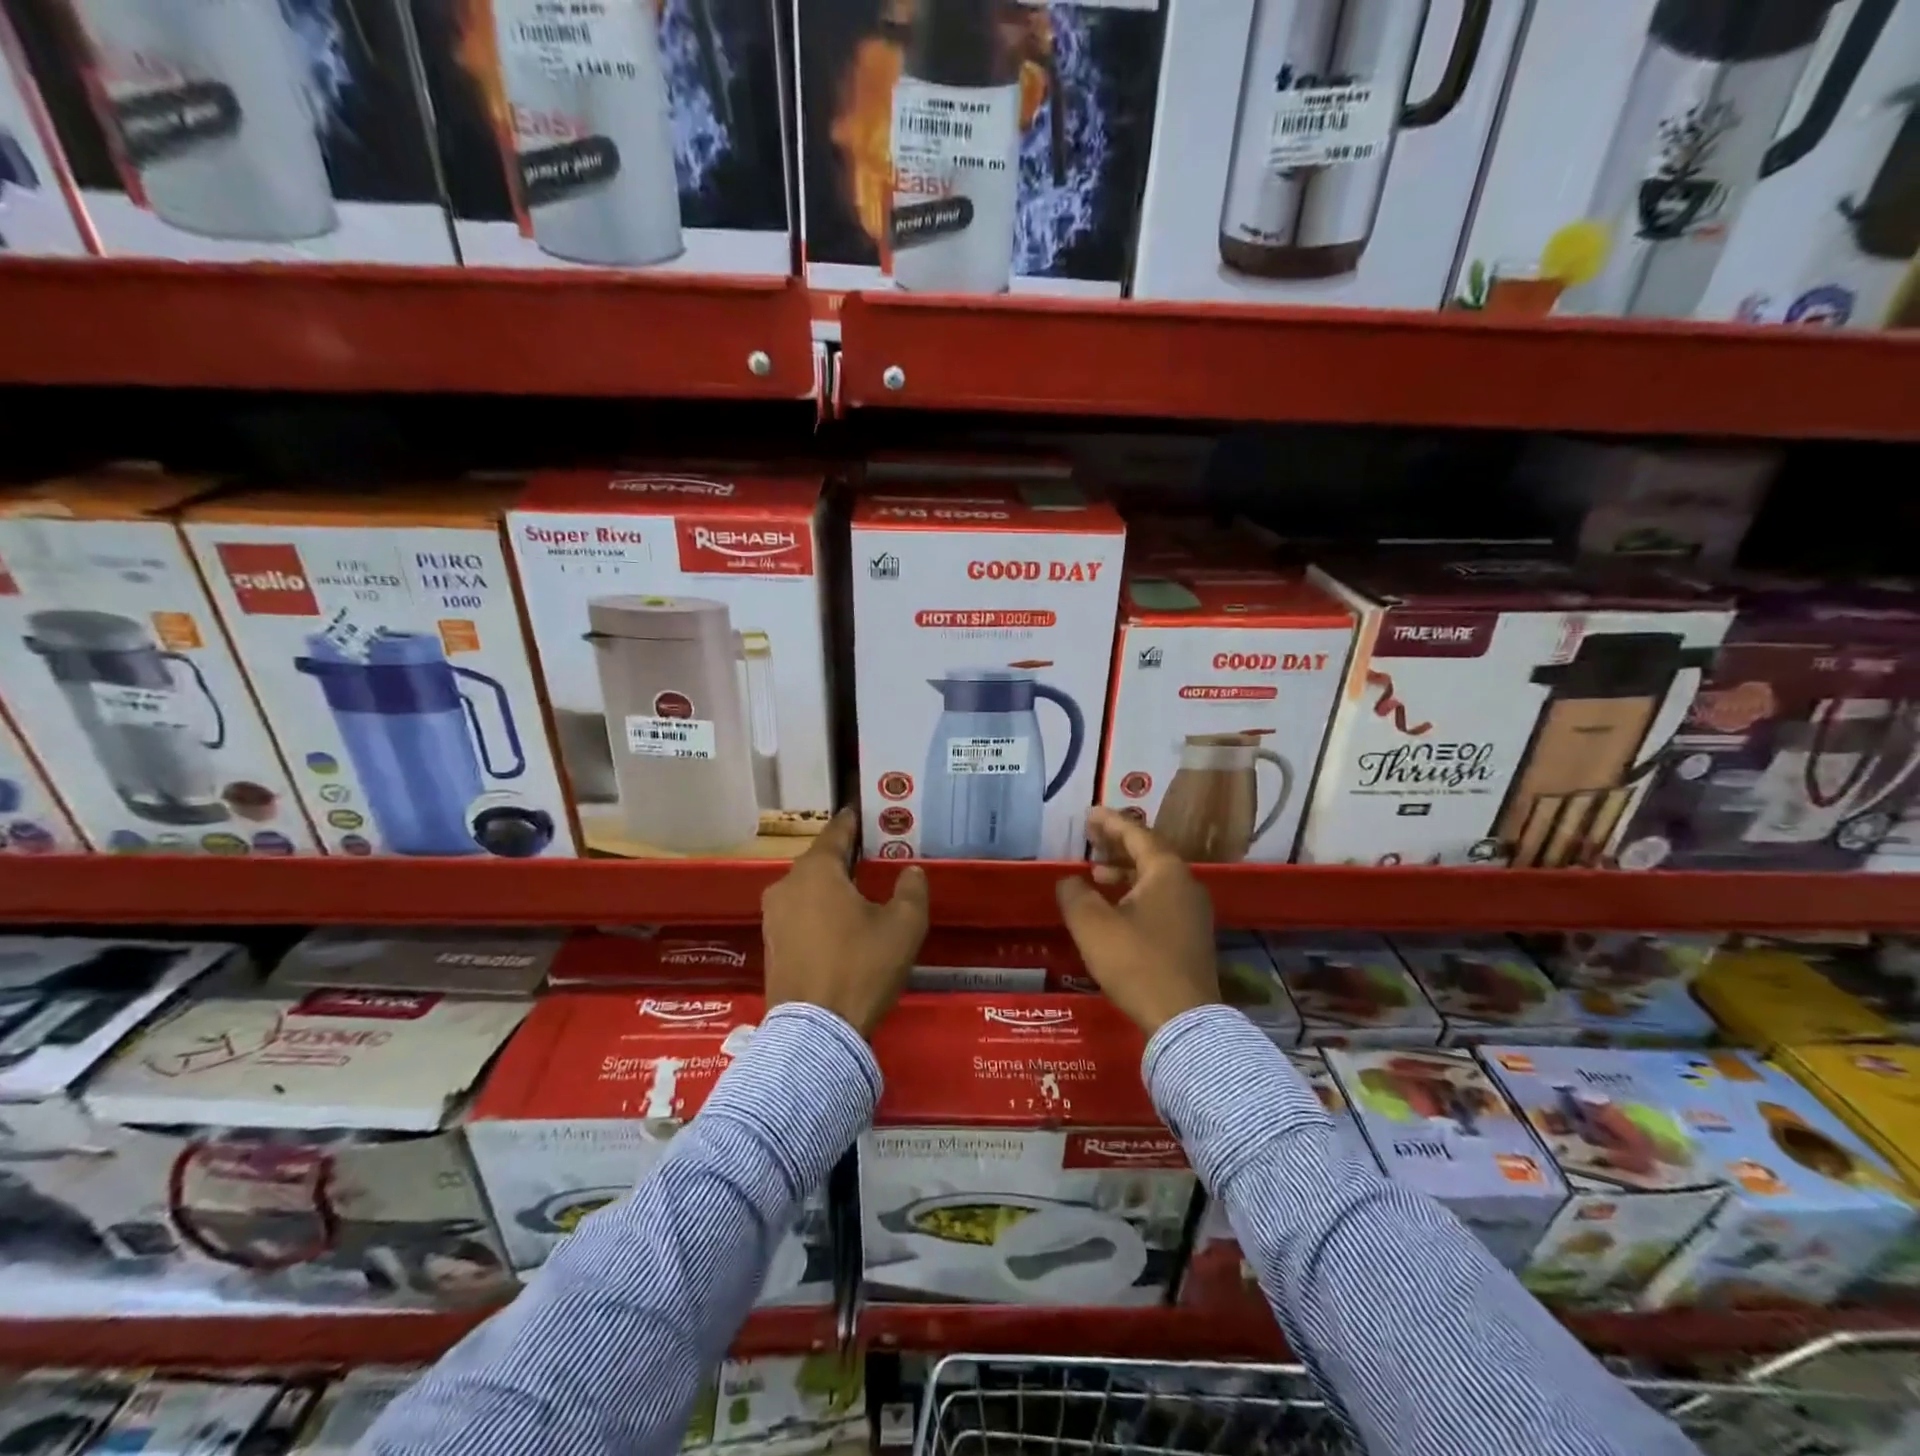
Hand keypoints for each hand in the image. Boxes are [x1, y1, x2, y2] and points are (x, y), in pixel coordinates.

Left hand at [762, 809, 928, 1036]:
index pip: (837, 832)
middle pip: (820, 861)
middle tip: (874, 856)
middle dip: (846, 857)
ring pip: (808, 889)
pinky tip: (840, 926)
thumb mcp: (903, 926)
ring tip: (860, 893)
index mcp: (816, 870)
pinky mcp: (771, 945)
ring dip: (831, 887)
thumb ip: (911, 890)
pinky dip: (819, 912)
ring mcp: (773, 917)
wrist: (814, 1032)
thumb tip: (910, 871)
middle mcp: (787, 885)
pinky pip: (799, 914)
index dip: (855, 821)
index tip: (867, 812)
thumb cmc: (861, 968)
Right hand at [1055, 808, 1217, 1035]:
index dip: (1110, 822)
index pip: (1136, 834)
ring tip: (1096, 873)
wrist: (1183, 1019)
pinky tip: (1115, 909)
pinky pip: (1160, 899)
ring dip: (1124, 871)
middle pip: (1149, 853)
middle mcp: (1186, 885)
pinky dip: (1135, 893)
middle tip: (1090, 837)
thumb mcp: (1093, 925)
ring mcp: (1193, 912)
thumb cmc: (1136, 962)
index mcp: (1167, 872)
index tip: (1089, 814)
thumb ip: (1075, 894)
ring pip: (1155, 878)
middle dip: (1117, 844)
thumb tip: (1069, 881)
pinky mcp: (1191, 936)